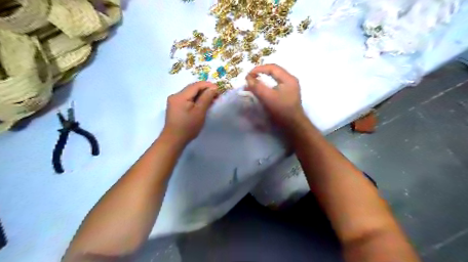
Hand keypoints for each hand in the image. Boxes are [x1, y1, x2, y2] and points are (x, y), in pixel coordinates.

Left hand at [162, 81, 219, 144]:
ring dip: (201, 95)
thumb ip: (206, 98)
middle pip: (192, 88)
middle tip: (216, 96)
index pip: (196, 85)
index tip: (218, 90)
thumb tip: (213, 88)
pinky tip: (202, 105)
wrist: (174, 140)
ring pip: (190, 94)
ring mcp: (174, 101)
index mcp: (180, 96)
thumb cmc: (188, 127)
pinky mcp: (175, 107)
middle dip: (205, 90)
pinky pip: (187, 99)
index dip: (208, 85)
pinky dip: (195, 100)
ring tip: (211, 100)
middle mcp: (175, 95)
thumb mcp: (199, 112)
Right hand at [245, 62, 307, 129]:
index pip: (272, 67)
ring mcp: (290, 88)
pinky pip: (275, 86)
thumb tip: (248, 78)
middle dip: (261, 74)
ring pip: (274, 79)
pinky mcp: (287, 94)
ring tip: (253, 84)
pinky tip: (261, 90)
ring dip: (263, 80)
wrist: (293, 126)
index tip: (248, 75)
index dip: (259, 69)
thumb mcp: (268, 97)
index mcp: (288, 78)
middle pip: (274, 72)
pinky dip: (267, 86)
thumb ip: (257, 87)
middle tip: (250, 78)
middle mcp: (290, 80)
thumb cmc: (282, 110)